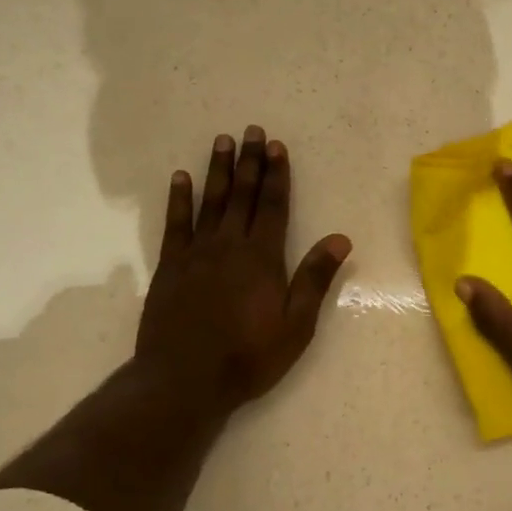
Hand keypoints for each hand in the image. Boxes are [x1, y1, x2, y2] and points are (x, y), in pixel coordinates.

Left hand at [136, 126, 351, 413]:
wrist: (184, 379)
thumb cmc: (248, 356)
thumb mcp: (296, 325)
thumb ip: (315, 279)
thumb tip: (341, 239)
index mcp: (262, 258)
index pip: (272, 206)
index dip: (276, 175)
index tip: (277, 147)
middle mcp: (229, 246)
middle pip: (242, 196)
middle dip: (250, 162)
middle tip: (252, 131)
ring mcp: (196, 254)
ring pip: (210, 202)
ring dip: (218, 170)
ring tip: (222, 141)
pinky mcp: (170, 267)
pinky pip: (175, 224)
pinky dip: (178, 199)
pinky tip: (180, 179)